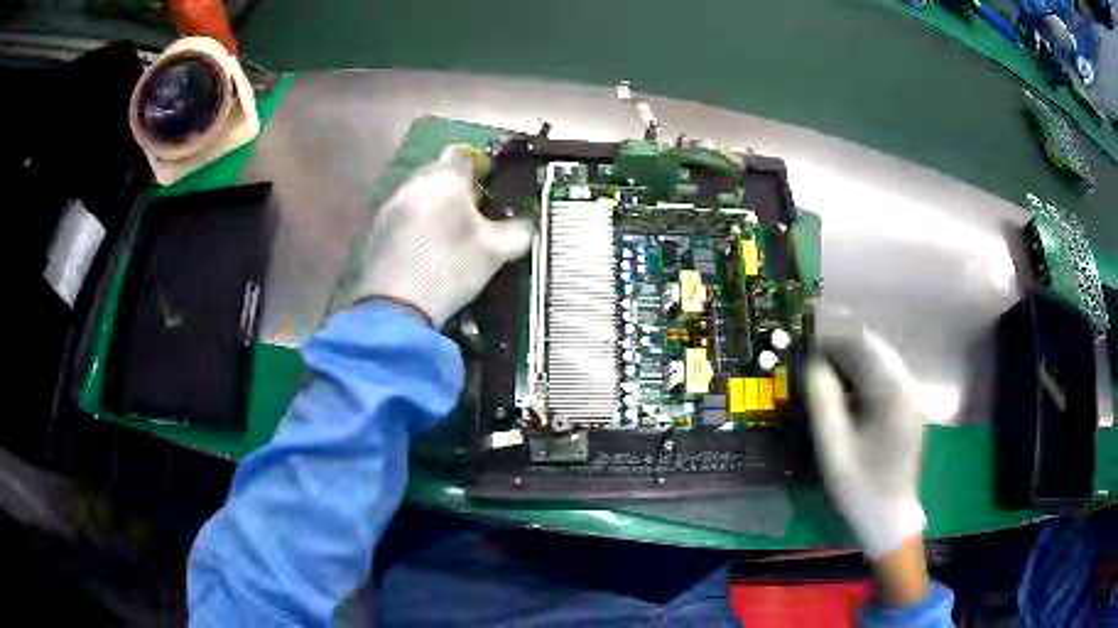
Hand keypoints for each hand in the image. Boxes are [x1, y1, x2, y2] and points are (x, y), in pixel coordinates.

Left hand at [353, 145, 533, 326]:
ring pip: (419, 194)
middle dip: (455, 189)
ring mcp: (391, 205)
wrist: (396, 307)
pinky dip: (415, 224)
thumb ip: (517, 231)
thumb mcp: (495, 252)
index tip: (489, 192)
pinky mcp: (376, 229)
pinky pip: (403, 214)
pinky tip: (424, 251)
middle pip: (439, 172)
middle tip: (472, 217)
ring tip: (447, 237)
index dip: (479, 169)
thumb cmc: (451, 268)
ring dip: (433, 206)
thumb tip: (526, 225)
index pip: (464, 155)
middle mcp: (415, 182)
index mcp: (446, 178)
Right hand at [806, 326, 926, 560]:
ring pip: (880, 359)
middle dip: (840, 351)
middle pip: (873, 347)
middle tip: (812, 369)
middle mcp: (907, 384)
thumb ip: (823, 403)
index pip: (861, 345)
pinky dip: (863, 377)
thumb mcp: (834, 449)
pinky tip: (847, 399)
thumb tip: (812, 366)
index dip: (830, 342)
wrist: (890, 517)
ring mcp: (911, 394)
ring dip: (852, 363)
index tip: (804, 353)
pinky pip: (885, 376)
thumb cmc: (860, 487)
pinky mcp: (910, 405)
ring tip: (826, 383)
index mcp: (892, 391)